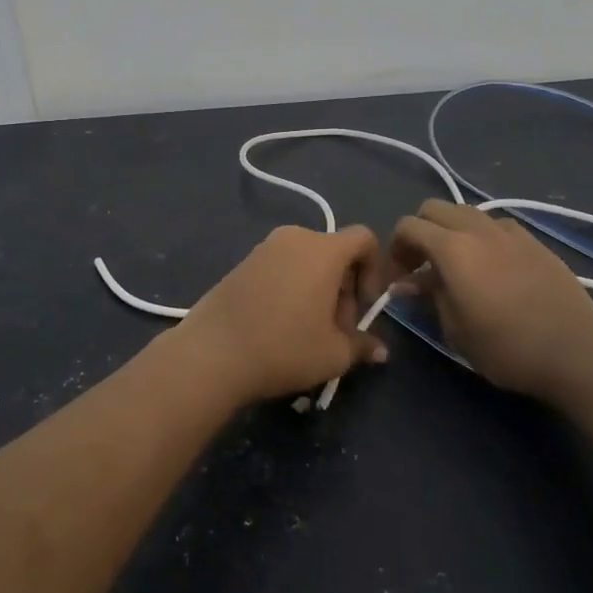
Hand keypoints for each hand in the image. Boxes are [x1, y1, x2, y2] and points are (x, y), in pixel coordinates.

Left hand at [177, 225, 389, 401]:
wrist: (212, 353)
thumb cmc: (284, 348)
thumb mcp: (333, 354)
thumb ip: (361, 346)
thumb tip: (380, 351)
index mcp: (323, 250)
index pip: (364, 239)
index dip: (374, 270)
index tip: (364, 306)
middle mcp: (294, 238)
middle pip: (334, 252)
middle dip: (344, 288)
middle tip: (337, 330)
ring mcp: (263, 248)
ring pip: (306, 262)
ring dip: (317, 290)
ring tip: (308, 331)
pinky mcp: (241, 263)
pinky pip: (280, 267)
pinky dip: (291, 288)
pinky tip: (279, 325)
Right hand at [389, 200, 592, 397]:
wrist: (574, 350)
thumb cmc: (505, 346)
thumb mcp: (455, 328)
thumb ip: (429, 295)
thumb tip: (405, 283)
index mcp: (452, 247)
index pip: (408, 226)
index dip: (395, 248)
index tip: (399, 276)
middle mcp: (478, 229)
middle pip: (435, 208)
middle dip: (420, 231)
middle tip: (421, 264)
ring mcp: (509, 231)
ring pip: (466, 212)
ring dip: (451, 230)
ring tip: (456, 264)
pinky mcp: (534, 241)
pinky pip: (496, 225)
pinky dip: (481, 236)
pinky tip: (490, 266)